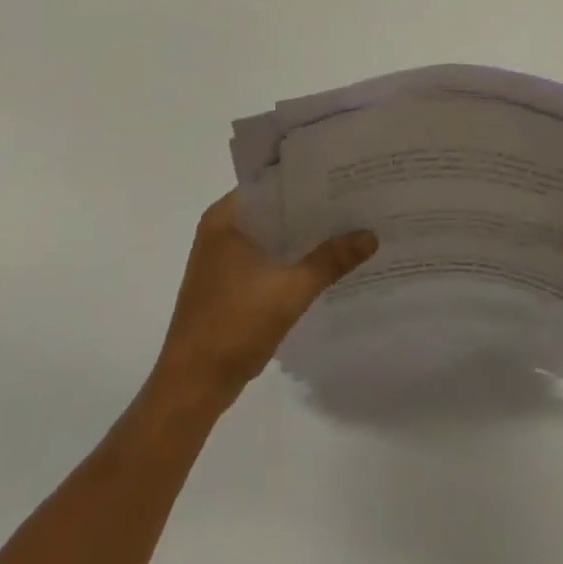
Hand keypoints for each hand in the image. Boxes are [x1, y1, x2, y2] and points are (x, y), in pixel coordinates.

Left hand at [150, 192, 377, 412]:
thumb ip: (330, 260)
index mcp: (226, 217)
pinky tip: (322, 264)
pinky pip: (265, 258)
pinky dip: (289, 258)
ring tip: (347, 227)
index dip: (307, 179)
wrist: (191, 387)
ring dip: (301, 236)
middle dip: (310, 209)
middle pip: (274, 209)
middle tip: (354, 200)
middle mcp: (220, 229)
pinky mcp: (227, 283)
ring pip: (270, 235)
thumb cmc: (233, 326)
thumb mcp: (290, 291)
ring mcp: (221, 257)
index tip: (342, 176)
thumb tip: (371, 234)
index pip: (272, 182)